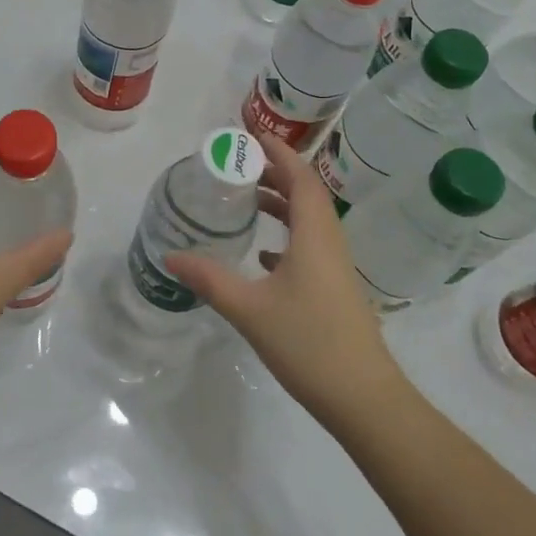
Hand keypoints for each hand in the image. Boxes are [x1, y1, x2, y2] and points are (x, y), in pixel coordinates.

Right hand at [165, 133, 411, 435]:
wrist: (365, 400)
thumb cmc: (309, 344)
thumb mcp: (250, 309)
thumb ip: (209, 279)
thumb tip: (170, 256)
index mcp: (315, 236)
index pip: (301, 177)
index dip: (278, 152)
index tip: (251, 136)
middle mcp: (329, 243)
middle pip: (306, 193)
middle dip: (275, 173)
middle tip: (238, 164)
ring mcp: (336, 268)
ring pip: (309, 221)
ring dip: (281, 204)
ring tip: (245, 200)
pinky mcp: (335, 290)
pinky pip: (310, 246)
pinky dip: (286, 236)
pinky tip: (262, 256)